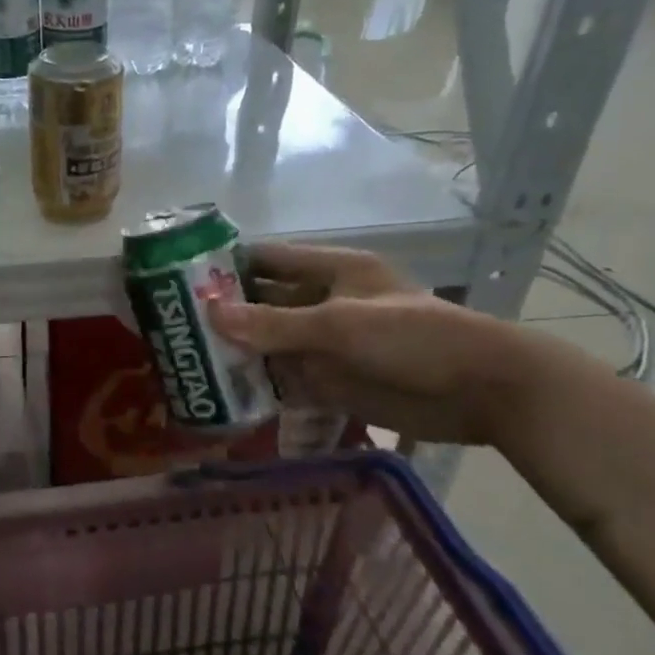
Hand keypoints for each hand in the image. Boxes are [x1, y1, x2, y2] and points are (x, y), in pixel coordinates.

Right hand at [206, 244, 549, 445]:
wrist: (481, 391)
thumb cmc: (413, 337)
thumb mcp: (339, 325)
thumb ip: (274, 324)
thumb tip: (210, 316)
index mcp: (330, 271)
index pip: (266, 259)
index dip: (227, 265)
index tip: (181, 280)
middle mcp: (322, 303)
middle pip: (263, 303)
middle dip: (225, 313)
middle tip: (174, 329)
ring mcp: (326, 345)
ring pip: (270, 344)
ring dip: (237, 353)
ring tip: (186, 364)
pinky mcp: (333, 381)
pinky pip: (286, 379)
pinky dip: (259, 386)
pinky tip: (223, 395)